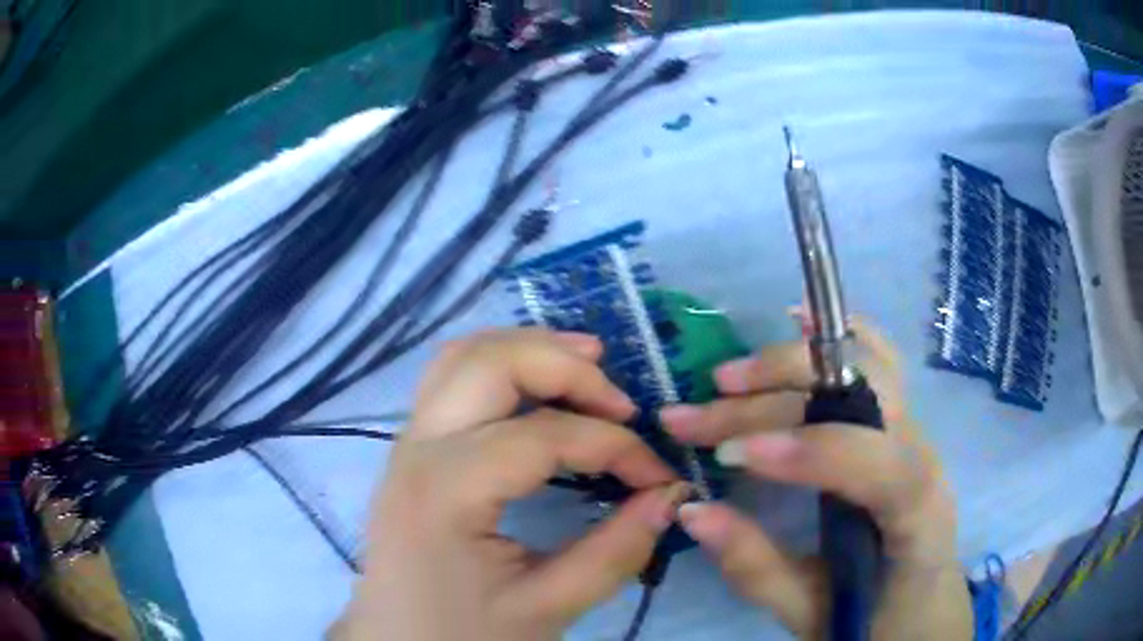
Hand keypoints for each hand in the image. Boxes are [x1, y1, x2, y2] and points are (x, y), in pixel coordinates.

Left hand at [338, 329, 687, 640]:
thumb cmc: (463, 636)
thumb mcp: (547, 608)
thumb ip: (615, 551)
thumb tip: (670, 497)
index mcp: (447, 490)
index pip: (545, 436)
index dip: (616, 447)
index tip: (658, 478)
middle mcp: (418, 447)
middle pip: (492, 362)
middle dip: (568, 369)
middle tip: (622, 403)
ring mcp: (408, 441)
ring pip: (465, 354)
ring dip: (531, 350)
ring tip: (589, 367)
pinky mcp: (413, 448)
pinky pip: (454, 377)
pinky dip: (504, 365)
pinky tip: (539, 388)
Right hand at [660, 320, 971, 639]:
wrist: (925, 610)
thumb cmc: (876, 621)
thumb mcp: (811, 614)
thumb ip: (756, 568)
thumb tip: (691, 508)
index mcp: (917, 514)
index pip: (876, 461)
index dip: (807, 449)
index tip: (729, 458)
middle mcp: (924, 454)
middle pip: (857, 397)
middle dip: (769, 404)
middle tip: (693, 420)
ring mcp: (915, 430)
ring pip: (862, 365)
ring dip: (789, 365)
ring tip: (724, 378)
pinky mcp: (900, 425)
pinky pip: (876, 361)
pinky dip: (837, 335)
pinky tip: (801, 317)